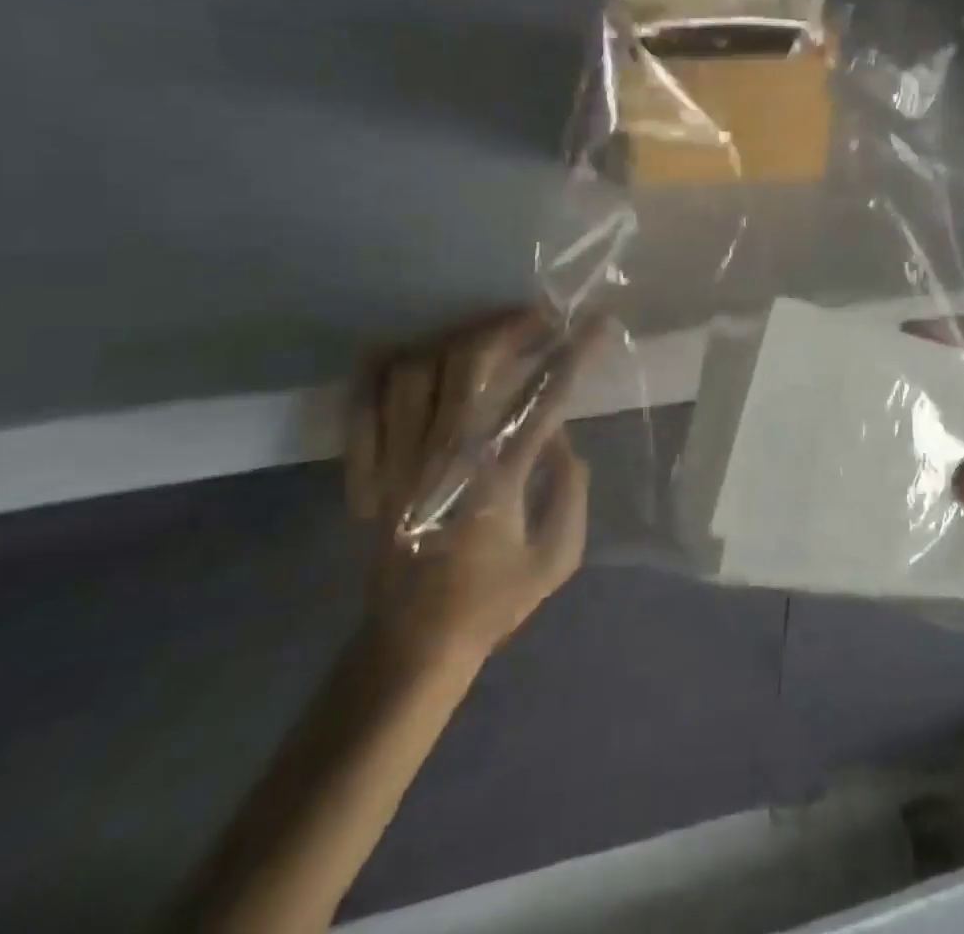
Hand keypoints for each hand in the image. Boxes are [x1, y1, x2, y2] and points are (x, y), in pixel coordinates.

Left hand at [345, 311, 602, 674]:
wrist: (411, 647)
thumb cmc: (492, 602)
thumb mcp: (558, 557)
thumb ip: (571, 488)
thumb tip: (559, 433)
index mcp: (496, 480)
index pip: (543, 397)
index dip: (576, 353)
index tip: (599, 322)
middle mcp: (442, 460)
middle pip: (468, 365)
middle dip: (508, 327)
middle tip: (539, 317)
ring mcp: (396, 464)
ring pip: (416, 373)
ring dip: (455, 342)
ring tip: (486, 335)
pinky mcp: (366, 476)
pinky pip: (363, 407)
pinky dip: (382, 372)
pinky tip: (410, 353)